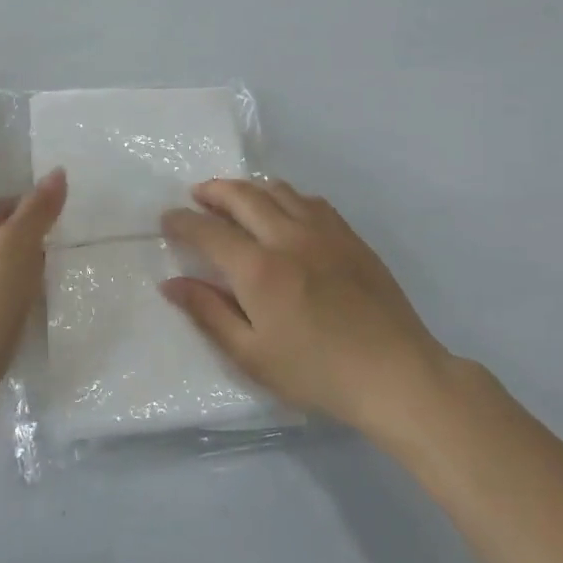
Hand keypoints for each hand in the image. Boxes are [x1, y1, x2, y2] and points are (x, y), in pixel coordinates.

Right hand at [160, 179, 448, 436]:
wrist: (395, 374)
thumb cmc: (316, 372)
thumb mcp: (252, 354)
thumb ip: (208, 313)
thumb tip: (172, 283)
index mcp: (259, 269)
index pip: (208, 231)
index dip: (182, 221)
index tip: (167, 219)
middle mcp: (288, 237)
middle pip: (242, 196)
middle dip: (212, 191)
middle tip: (196, 196)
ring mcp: (324, 231)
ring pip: (278, 190)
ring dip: (249, 188)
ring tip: (235, 200)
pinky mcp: (350, 236)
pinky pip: (311, 200)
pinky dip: (285, 197)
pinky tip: (284, 211)